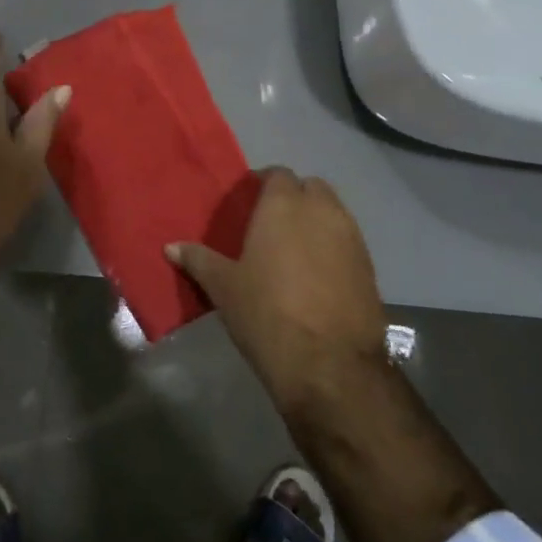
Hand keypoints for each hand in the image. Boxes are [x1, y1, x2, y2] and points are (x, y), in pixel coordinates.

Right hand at [167, 168, 386, 415]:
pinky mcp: (370, 267)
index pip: (278, 174)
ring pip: (333, 213)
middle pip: (311, 188)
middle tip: (270, 225)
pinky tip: (316, 276)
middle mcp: (322, 211)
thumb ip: (198, 260)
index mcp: (283, 206)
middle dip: (294, 198)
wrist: (330, 366)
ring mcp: (352, 238)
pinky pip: (347, 242)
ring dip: (316, 222)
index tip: (248, 204)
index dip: (264, 184)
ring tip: (293, 251)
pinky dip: (333, 248)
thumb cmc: (267, 314)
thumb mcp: (223, 288)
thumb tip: (170, 247)